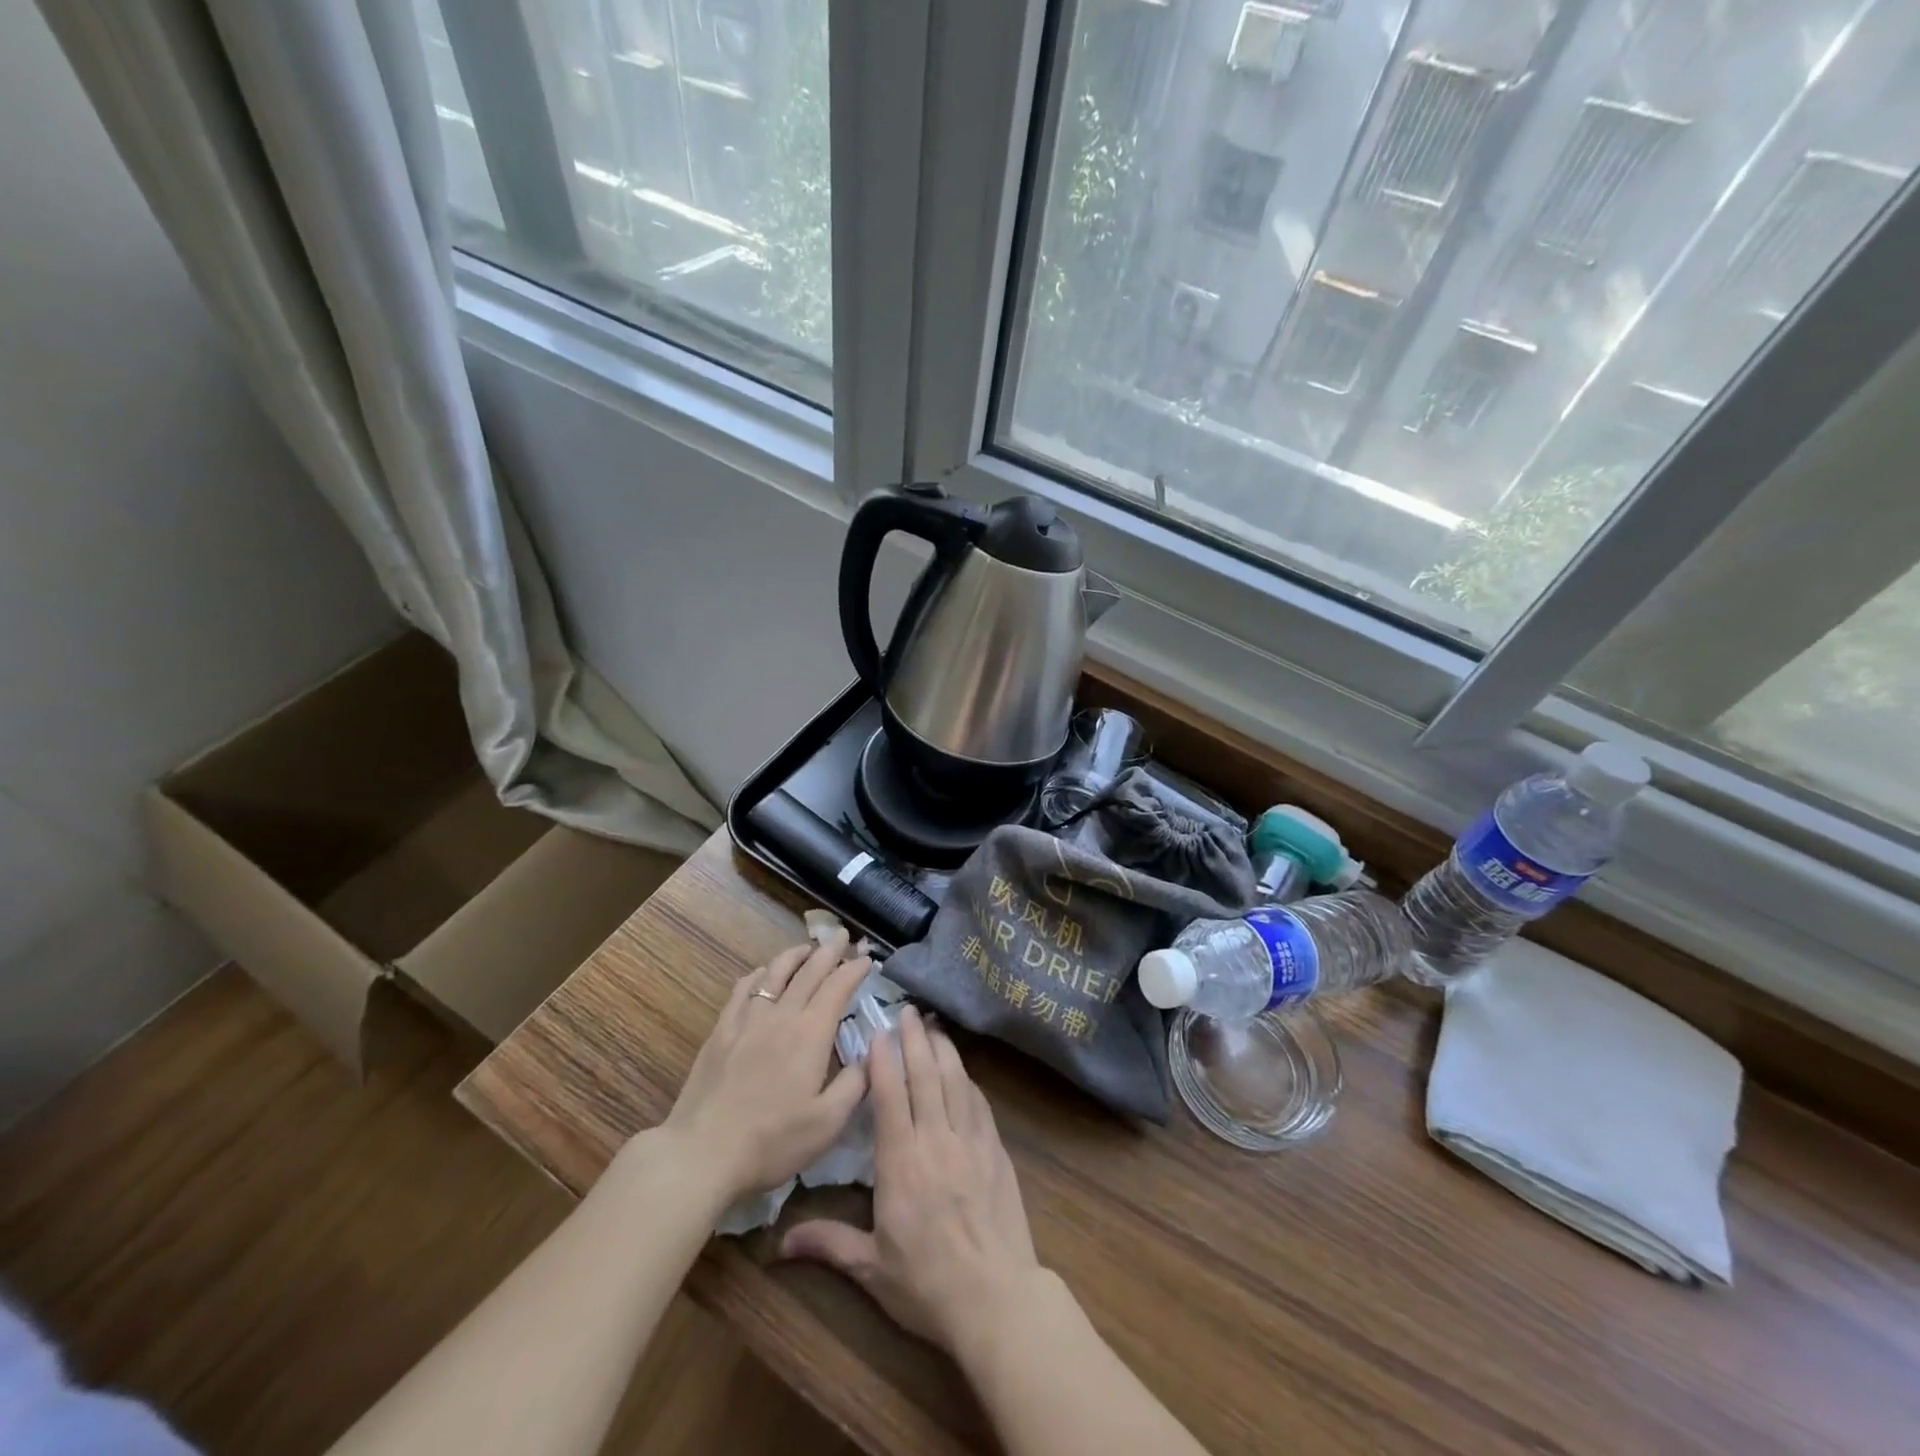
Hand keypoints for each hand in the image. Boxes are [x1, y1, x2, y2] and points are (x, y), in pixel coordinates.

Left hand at [659, 932, 872, 1202]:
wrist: (702, 1153)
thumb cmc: (772, 1141)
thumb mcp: (828, 1123)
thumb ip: (856, 1084)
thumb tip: (872, 1055)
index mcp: (810, 1034)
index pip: (837, 987)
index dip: (854, 969)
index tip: (867, 959)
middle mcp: (781, 1016)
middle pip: (809, 971)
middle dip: (829, 951)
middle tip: (843, 936)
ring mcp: (747, 1021)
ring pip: (774, 973)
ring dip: (794, 955)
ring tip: (807, 947)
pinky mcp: (721, 1032)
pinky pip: (742, 990)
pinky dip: (758, 975)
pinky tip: (762, 974)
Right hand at [780, 1006, 1041, 1356]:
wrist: (997, 1300)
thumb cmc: (927, 1285)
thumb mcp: (871, 1269)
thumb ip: (829, 1243)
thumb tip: (779, 1242)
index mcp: (902, 1162)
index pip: (890, 1096)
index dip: (884, 1060)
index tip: (878, 1031)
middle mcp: (937, 1140)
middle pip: (926, 1076)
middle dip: (915, 1038)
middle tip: (908, 1009)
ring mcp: (971, 1142)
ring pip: (956, 1081)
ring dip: (943, 1049)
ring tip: (934, 1026)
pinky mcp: (996, 1151)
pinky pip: (979, 1103)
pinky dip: (968, 1080)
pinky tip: (963, 1071)